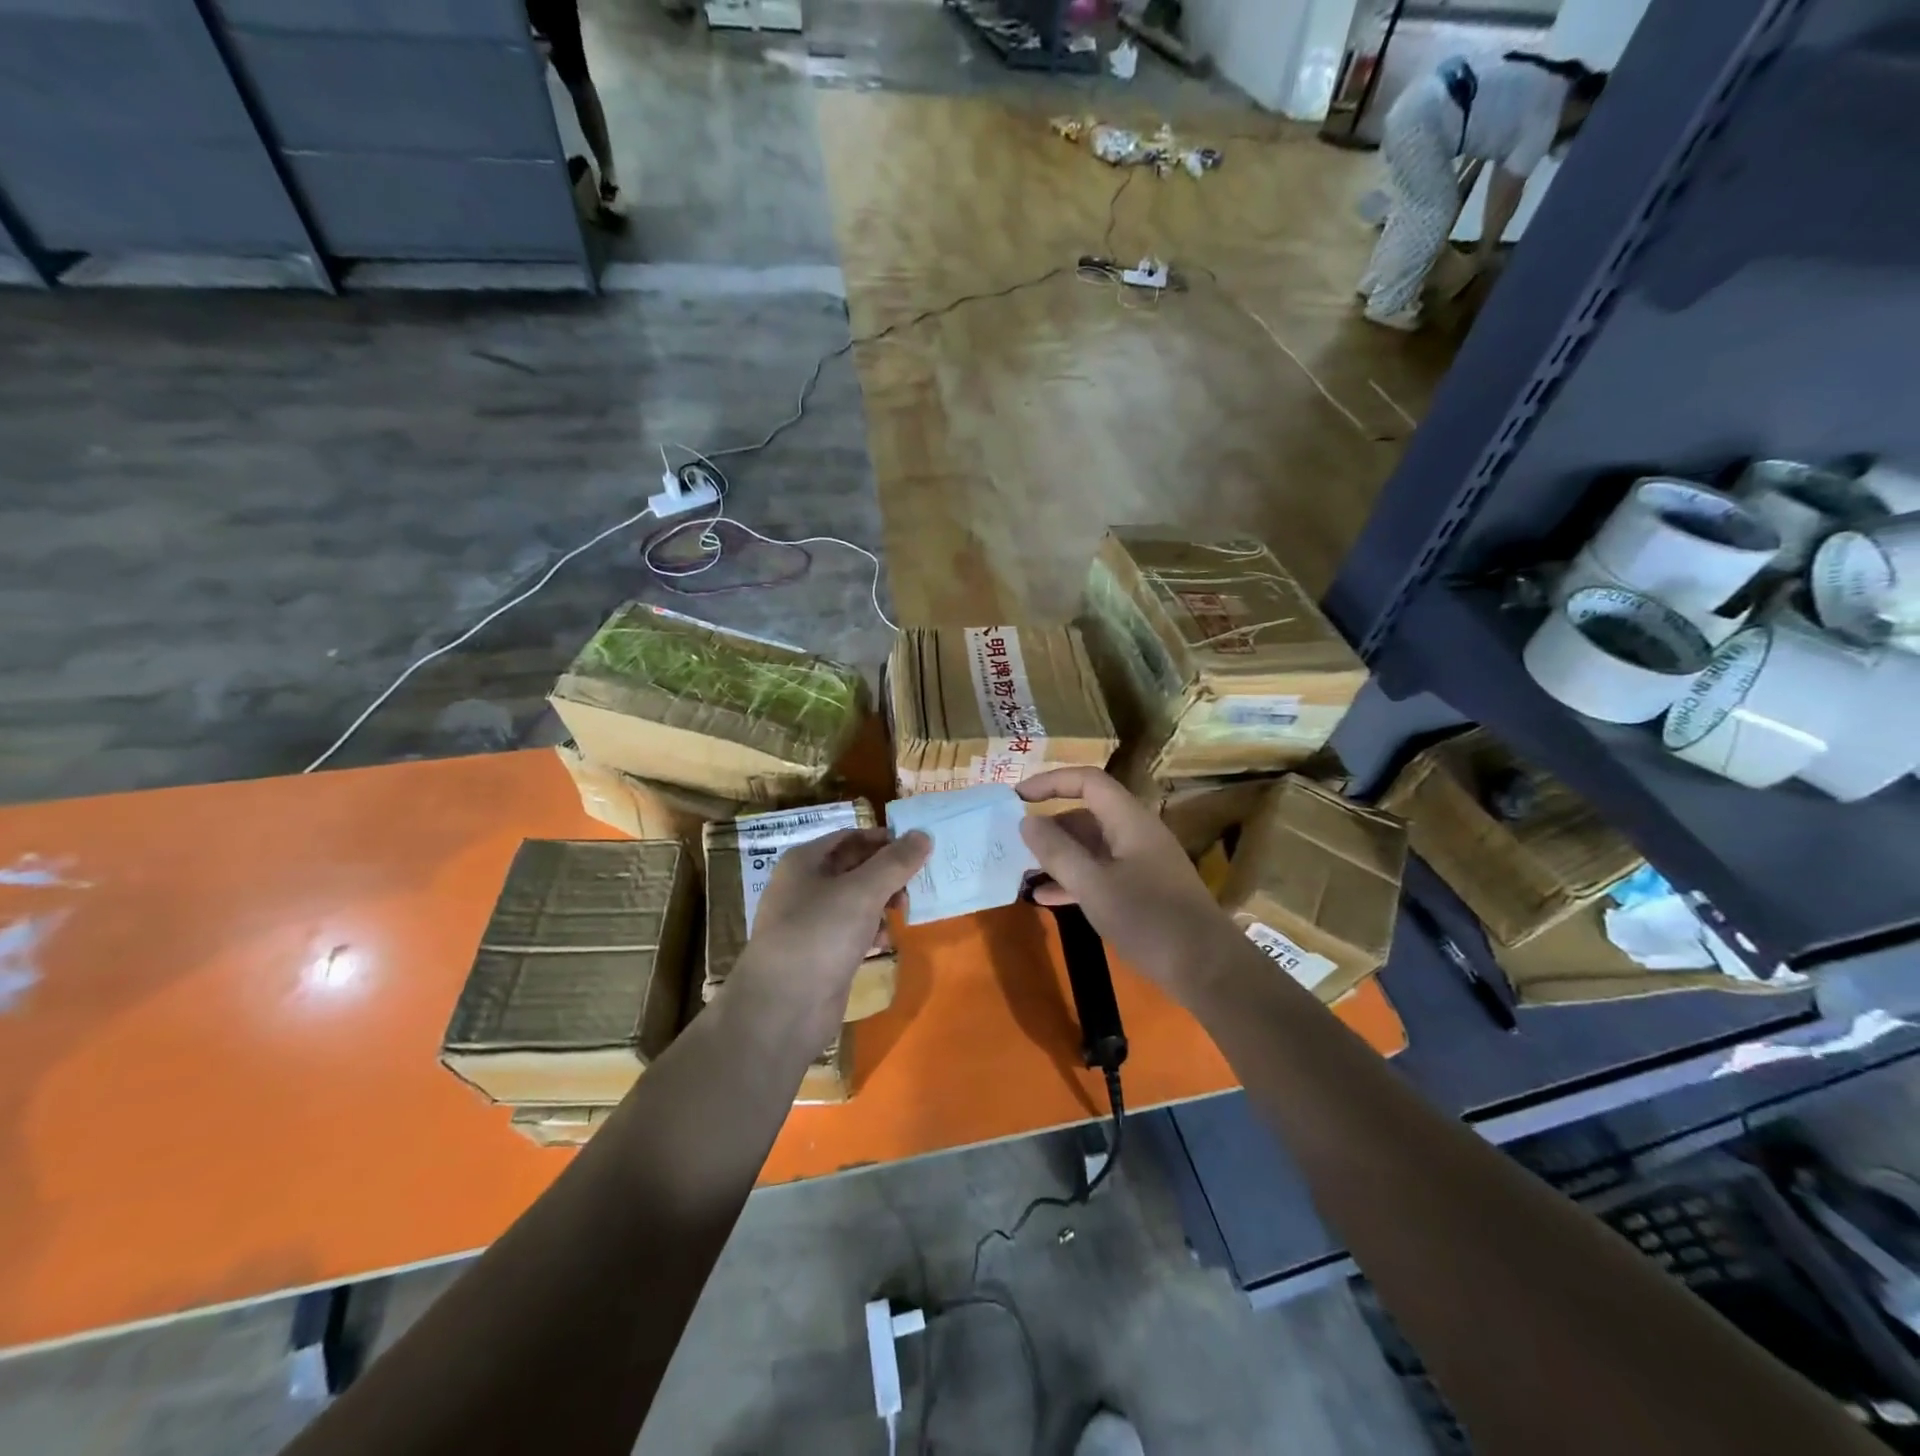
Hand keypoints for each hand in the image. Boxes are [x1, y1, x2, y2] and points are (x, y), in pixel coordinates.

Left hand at [732, 828, 929, 1044]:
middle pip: (855, 867)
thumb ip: (896, 862)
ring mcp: (811, 921)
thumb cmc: (820, 934)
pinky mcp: (820, 953)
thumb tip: (923, 834)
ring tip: (902, 913)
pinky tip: (884, 943)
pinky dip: (871, 931)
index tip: (917, 849)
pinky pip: (852, 930)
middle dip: (887, 874)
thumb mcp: (863, 891)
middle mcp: (805, 886)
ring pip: (856, 900)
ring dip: (883, 903)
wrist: (783, 1007)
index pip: (850, 836)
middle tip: (915, 885)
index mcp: (805, 861)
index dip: (883, 839)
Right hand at [1017, 769, 1237, 997]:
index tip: (1016, 797)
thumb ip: (1058, 852)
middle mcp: (1136, 833)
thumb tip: (1027, 821)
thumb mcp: (1094, 886)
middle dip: (1050, 825)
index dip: (1051, 781)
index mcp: (1129, 820)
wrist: (1206, 968)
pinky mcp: (1143, 890)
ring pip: (1092, 846)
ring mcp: (1141, 862)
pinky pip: (1101, 872)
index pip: (1087, 781)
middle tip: (1015, 842)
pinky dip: (1075, 879)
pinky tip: (1047, 898)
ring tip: (1024, 871)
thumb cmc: (1148, 919)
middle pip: (1087, 814)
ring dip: (1059, 855)